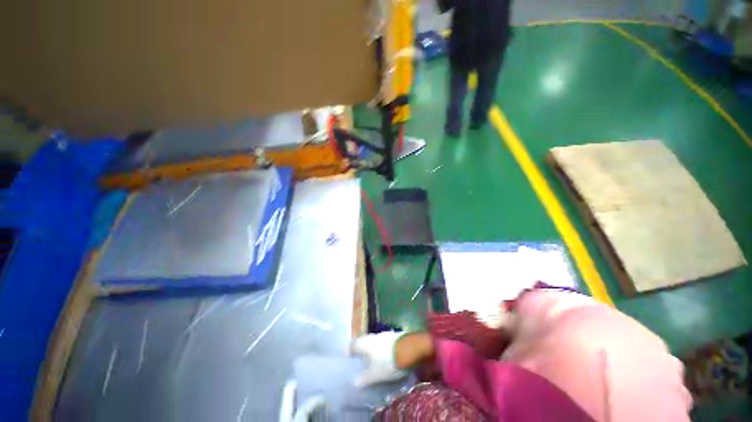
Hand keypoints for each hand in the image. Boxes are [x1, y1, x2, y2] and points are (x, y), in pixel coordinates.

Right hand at [350, 331, 406, 386]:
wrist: (410, 349)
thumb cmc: (388, 362)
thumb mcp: (375, 374)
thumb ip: (364, 378)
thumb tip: (355, 382)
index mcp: (365, 343)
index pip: (353, 344)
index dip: (349, 350)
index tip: (347, 357)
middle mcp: (373, 336)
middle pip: (363, 341)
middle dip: (361, 350)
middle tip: (359, 360)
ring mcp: (384, 334)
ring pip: (374, 342)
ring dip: (372, 349)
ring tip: (372, 360)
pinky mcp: (393, 336)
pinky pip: (383, 343)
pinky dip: (381, 349)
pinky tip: (384, 356)